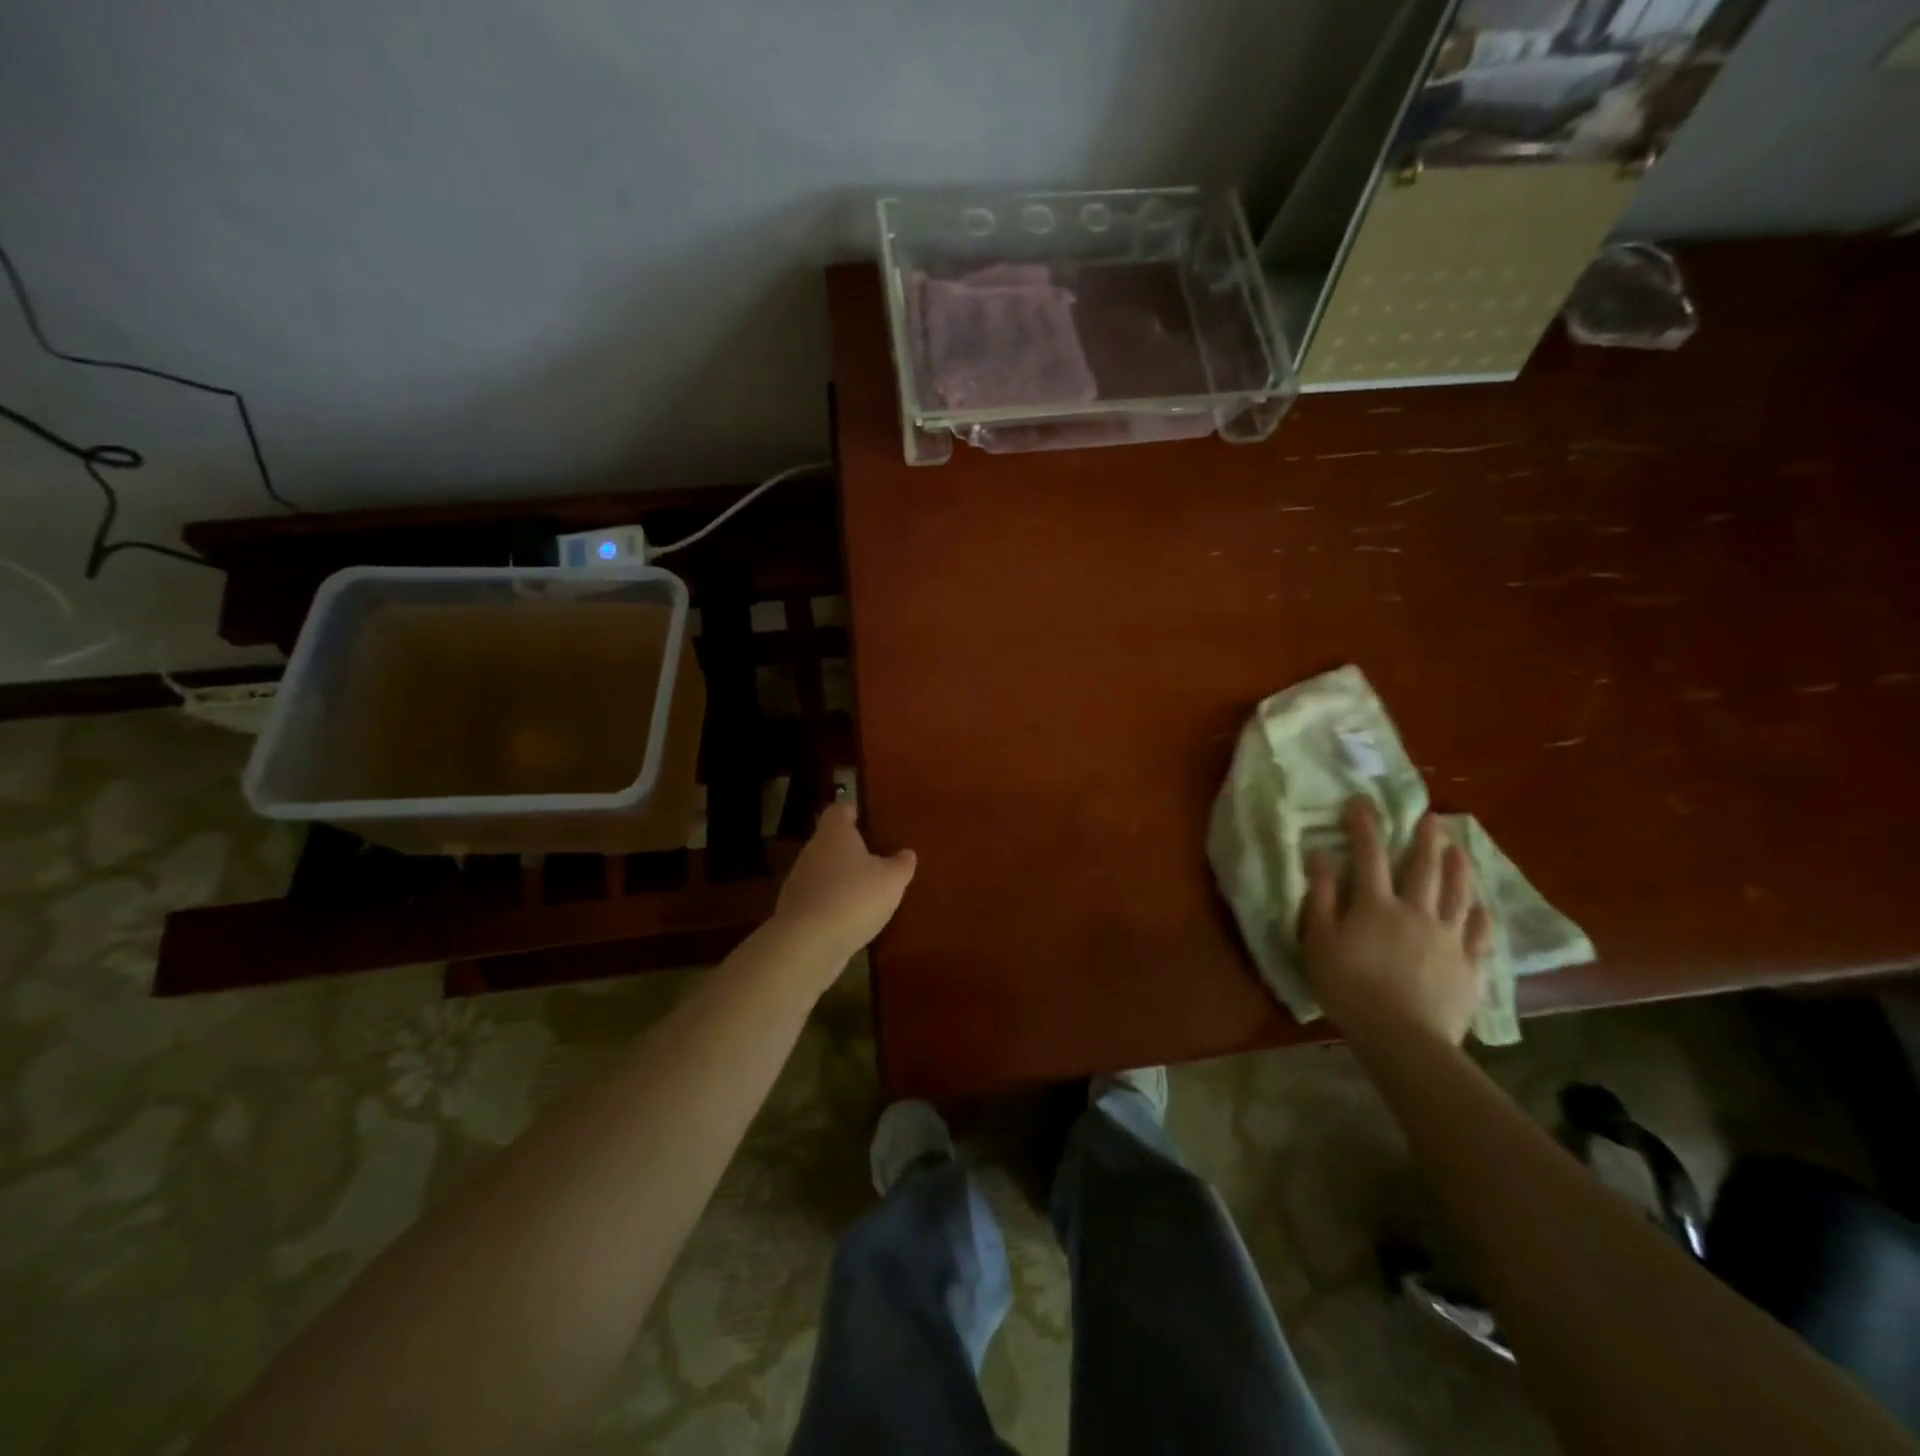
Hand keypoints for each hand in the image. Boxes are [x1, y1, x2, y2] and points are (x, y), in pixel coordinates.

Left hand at [773, 802, 916, 965]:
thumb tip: (906, 853)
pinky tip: (850, 918)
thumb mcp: (891, 880)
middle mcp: (812, 851)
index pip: (839, 810)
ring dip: (841, 878)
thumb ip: (901, 864)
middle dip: (850, 848)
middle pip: (830, 841)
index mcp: (834, 833)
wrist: (807, 944)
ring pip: (823, 871)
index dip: (852, 810)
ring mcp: (799, 882)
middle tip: (875, 856)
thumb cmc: (854, 898)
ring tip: (866, 890)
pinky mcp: (794, 911)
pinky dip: (832, 903)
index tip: (864, 816)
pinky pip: (818, 899)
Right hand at [1299, 798, 1491, 1045]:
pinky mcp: (1469, 966)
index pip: (1369, 855)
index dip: (1365, 826)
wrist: (1402, 1038)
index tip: (1361, 802)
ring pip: (1459, 894)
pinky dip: (1482, 916)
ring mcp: (1448, 938)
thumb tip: (1319, 856)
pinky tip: (1483, 907)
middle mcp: (1416, 912)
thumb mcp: (1319, 942)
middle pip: (1424, 868)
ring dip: (1460, 868)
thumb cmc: (1349, 988)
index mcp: (1376, 905)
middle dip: (1425, 839)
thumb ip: (1320, 897)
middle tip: (1431, 817)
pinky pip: (1480, 934)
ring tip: (1460, 849)